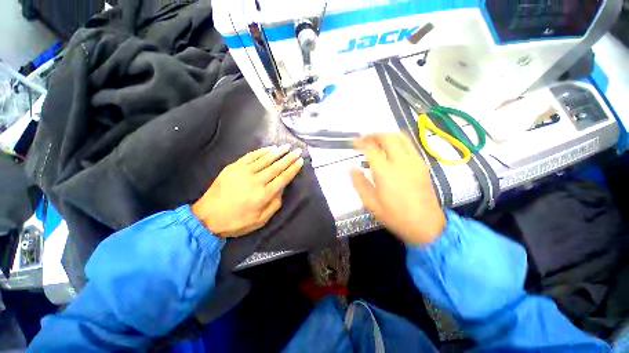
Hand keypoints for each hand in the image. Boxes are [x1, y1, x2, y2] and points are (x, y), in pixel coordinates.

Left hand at [192, 144, 303, 236]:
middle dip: (289, 158)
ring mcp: (243, 172)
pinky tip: (269, 148)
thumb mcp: (260, 220)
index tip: (300, 161)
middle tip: (297, 151)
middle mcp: (256, 181)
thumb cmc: (236, 221)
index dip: (293, 169)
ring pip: (265, 159)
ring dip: (277, 152)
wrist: (207, 217)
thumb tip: (282, 189)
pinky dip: (261, 151)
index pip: (283, 178)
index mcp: (263, 195)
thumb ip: (274, 204)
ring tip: (286, 147)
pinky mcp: (233, 167)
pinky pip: (250, 156)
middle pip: (276, 167)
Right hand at [350, 133, 445, 244]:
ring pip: (400, 137)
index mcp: (386, 172)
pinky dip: (397, 140)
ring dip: (385, 134)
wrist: (426, 225)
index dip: (360, 143)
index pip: (371, 149)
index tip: (353, 143)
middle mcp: (401, 162)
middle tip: (363, 139)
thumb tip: (352, 168)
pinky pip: (409, 144)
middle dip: (373, 134)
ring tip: (375, 139)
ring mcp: (414, 161)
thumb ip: (359, 183)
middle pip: (387, 137)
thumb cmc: (395, 216)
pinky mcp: (422, 164)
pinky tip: (390, 148)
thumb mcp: (371, 203)